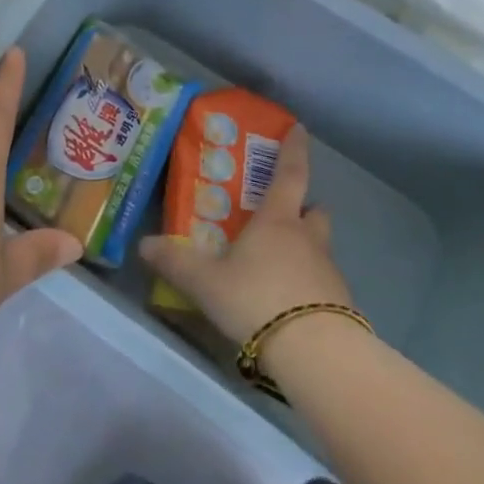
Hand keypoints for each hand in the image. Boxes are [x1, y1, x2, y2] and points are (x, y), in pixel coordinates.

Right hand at [139, 125, 350, 344]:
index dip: (294, 149)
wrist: (317, 354)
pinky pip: (324, 283)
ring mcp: (328, 272)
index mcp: (277, 221)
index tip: (299, 129)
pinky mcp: (340, 305)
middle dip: (303, 208)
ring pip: (320, 247)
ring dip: (306, 248)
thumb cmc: (257, 299)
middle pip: (314, 210)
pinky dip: (310, 284)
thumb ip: (175, 262)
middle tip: (282, 214)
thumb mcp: (206, 282)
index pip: (290, 173)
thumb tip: (143, 244)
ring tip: (279, 265)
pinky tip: (289, 304)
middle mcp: (307, 238)